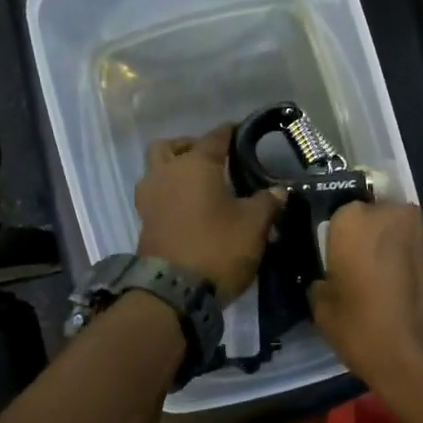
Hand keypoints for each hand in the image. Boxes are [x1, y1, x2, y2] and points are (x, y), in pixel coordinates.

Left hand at [135, 125, 281, 305]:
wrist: (174, 292)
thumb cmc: (218, 247)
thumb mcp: (254, 225)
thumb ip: (267, 202)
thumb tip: (278, 190)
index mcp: (194, 165)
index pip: (215, 137)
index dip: (230, 132)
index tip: (242, 130)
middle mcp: (166, 174)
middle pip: (170, 147)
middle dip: (189, 147)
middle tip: (211, 159)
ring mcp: (149, 199)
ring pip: (156, 171)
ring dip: (173, 170)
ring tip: (198, 185)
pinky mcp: (144, 224)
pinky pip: (156, 197)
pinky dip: (170, 195)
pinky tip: (189, 209)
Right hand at [310, 201, 422, 398]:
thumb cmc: (367, 333)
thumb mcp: (324, 313)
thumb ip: (325, 284)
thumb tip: (333, 281)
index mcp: (357, 220)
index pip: (343, 219)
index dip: (342, 245)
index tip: (344, 270)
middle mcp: (401, 214)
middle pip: (383, 221)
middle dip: (379, 243)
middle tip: (374, 279)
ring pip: (414, 238)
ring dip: (408, 255)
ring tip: (405, 294)